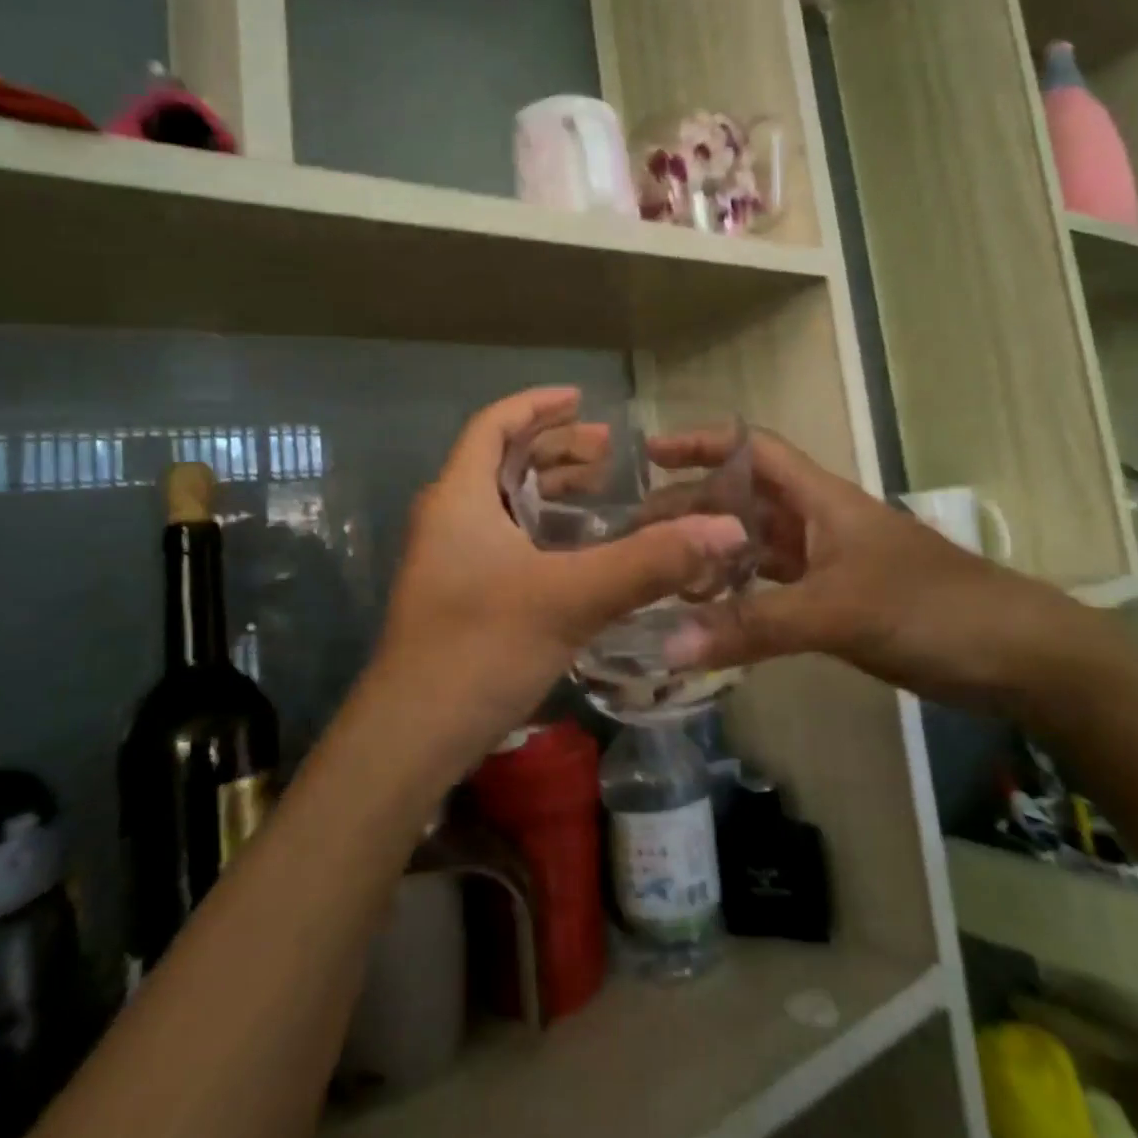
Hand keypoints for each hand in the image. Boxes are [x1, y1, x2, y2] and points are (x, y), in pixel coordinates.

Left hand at [364, 388, 748, 774]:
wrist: (411, 738)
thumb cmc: (481, 649)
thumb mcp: (571, 598)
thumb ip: (649, 562)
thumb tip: (726, 528)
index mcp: (459, 497)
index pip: (493, 425)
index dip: (537, 405)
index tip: (582, 399)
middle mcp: (447, 519)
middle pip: (500, 461)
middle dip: (554, 449)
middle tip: (608, 452)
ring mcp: (448, 560)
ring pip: (502, 504)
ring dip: (548, 490)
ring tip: (599, 491)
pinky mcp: (457, 595)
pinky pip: (503, 539)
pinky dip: (541, 529)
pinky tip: (577, 552)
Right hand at [655, 427, 1113, 714]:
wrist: (1018, 656)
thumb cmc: (931, 608)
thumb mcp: (837, 611)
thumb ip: (753, 626)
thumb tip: (667, 645)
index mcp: (820, 498)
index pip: (752, 449)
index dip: (702, 442)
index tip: (649, 454)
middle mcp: (817, 521)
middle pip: (741, 499)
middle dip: (690, 507)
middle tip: (634, 534)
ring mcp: (827, 563)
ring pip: (753, 546)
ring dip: (710, 554)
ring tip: (658, 573)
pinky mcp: (835, 602)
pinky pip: (771, 589)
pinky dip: (738, 597)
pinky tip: (708, 615)